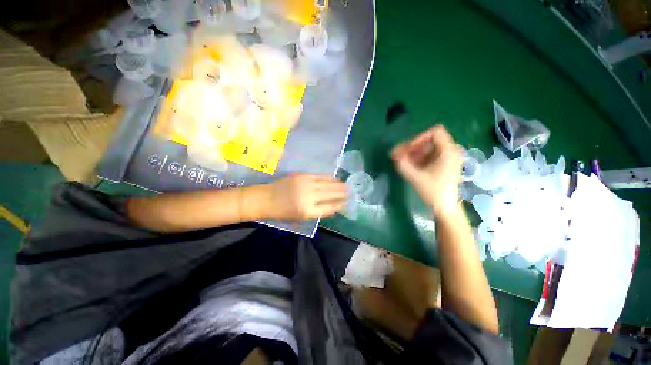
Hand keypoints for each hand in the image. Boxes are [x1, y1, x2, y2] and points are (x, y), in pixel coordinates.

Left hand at [264, 174, 347, 221]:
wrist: (265, 199)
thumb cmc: (281, 212)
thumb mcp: (299, 218)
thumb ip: (316, 212)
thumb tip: (331, 206)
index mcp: (308, 212)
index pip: (329, 208)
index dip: (339, 205)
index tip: (346, 203)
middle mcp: (309, 198)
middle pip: (330, 195)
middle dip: (342, 193)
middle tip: (351, 192)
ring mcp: (306, 185)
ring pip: (327, 184)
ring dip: (338, 185)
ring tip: (346, 185)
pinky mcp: (303, 176)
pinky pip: (320, 176)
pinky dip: (329, 178)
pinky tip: (335, 178)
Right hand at [390, 125, 460, 215]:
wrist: (445, 208)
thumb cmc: (433, 192)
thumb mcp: (416, 178)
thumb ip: (403, 164)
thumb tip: (394, 154)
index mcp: (448, 152)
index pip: (435, 132)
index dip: (420, 138)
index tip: (409, 149)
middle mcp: (449, 152)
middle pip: (429, 140)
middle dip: (413, 147)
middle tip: (400, 156)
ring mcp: (446, 159)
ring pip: (428, 148)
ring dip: (414, 153)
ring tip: (403, 162)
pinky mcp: (443, 165)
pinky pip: (429, 156)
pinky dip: (418, 159)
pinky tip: (410, 167)